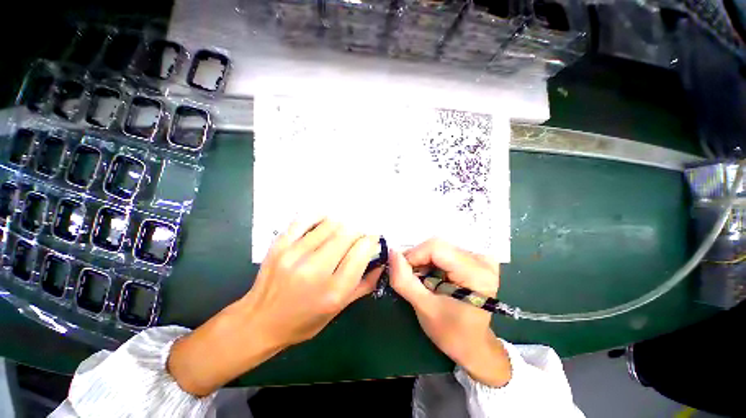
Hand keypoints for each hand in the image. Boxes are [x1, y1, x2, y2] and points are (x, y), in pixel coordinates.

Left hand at [168, 218, 383, 395]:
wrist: (260, 321)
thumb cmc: (304, 320)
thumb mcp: (339, 310)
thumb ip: (364, 285)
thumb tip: (381, 262)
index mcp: (333, 290)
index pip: (361, 252)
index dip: (371, 241)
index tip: (373, 240)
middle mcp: (315, 270)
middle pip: (347, 234)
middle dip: (358, 232)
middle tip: (358, 236)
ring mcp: (295, 254)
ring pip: (330, 224)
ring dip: (342, 225)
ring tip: (342, 232)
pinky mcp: (281, 244)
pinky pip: (306, 218)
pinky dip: (320, 217)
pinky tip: (324, 222)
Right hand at [389, 239, 510, 386]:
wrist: (473, 344)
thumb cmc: (451, 332)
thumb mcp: (423, 308)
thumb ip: (403, 280)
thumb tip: (391, 252)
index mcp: (476, 274)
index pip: (436, 248)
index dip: (413, 256)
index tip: (403, 272)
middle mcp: (482, 261)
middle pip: (437, 245)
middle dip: (417, 259)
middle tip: (410, 277)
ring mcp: (480, 258)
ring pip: (439, 246)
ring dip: (423, 260)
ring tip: (420, 279)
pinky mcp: (475, 259)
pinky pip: (445, 250)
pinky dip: (431, 260)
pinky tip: (430, 275)